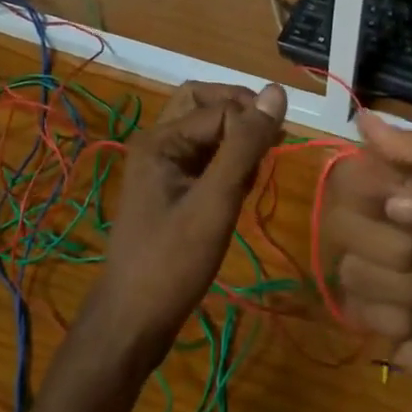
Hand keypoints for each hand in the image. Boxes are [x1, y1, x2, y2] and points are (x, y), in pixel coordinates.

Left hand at [91, 81, 286, 364]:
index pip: (221, 108)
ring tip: (254, 171)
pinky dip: (227, 161)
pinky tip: (240, 189)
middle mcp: (157, 142)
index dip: (252, 126)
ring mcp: (161, 165)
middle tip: (269, 142)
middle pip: (204, 103)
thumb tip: (277, 91)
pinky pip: (203, 155)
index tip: (274, 155)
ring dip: (235, 138)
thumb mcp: (216, 201)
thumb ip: (245, 145)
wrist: (133, 320)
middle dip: (241, 115)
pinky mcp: (170, 187)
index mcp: (160, 139)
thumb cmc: (173, 261)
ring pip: (205, 129)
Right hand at [323, 113, 411, 411]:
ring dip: (400, 284)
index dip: (379, 190)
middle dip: (391, 241)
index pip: (359, 170)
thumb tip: (364, 116)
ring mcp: (382, 277)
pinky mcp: (377, 323)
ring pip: (347, 263)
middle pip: (341, 214)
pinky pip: (353, 306)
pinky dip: (395, 317)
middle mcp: (393, 228)